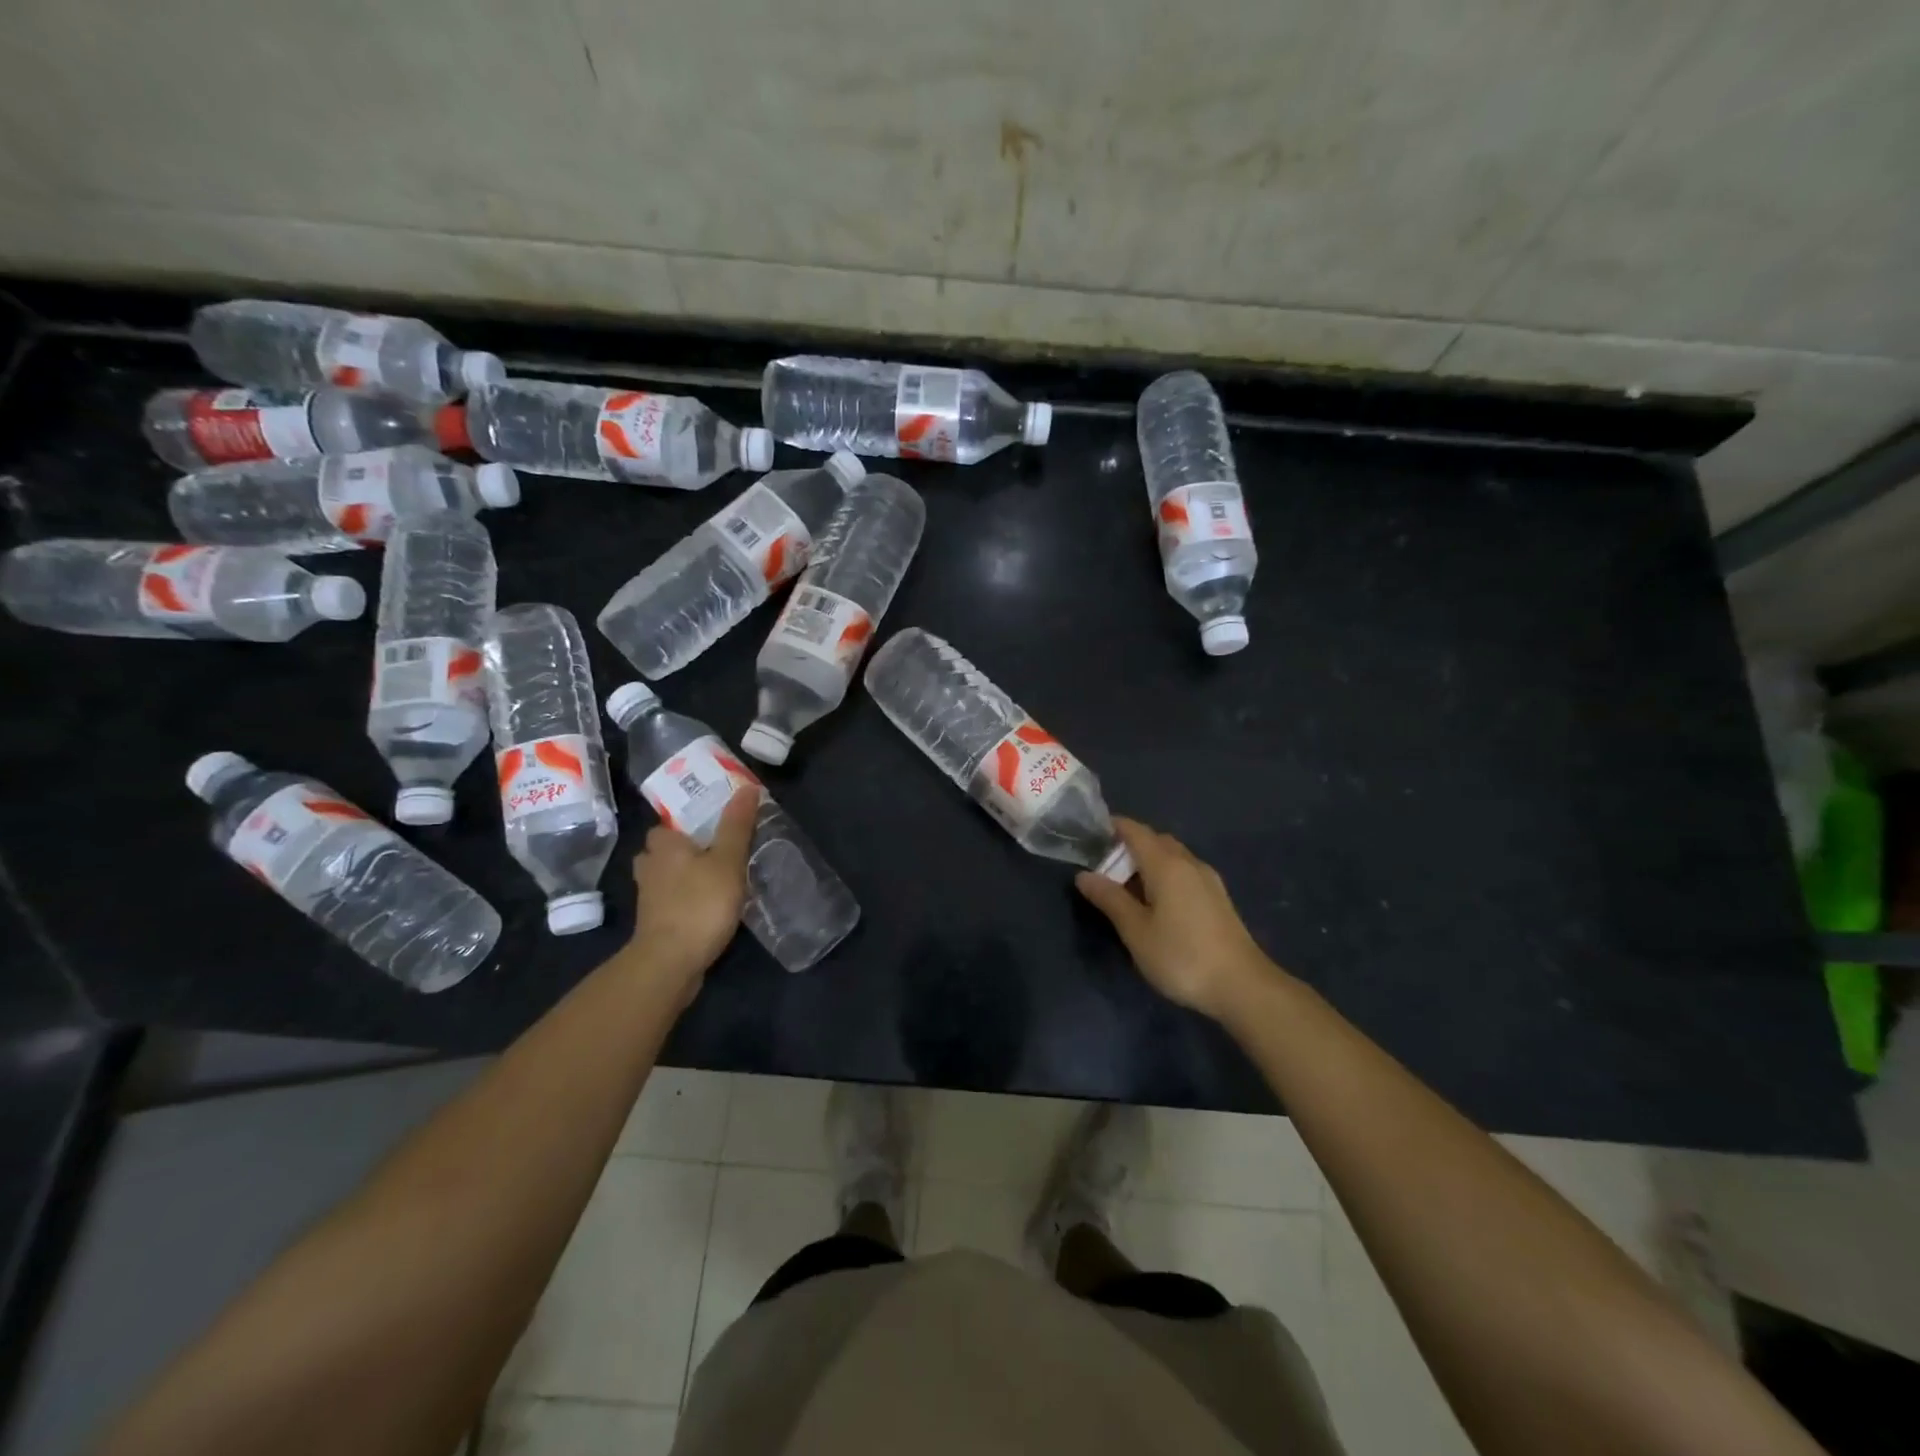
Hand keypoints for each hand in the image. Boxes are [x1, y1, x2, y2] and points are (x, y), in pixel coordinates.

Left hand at [629, 788, 757, 998]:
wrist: (670, 963)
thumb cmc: (700, 904)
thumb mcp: (727, 861)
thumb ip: (736, 825)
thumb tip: (746, 786)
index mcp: (663, 846)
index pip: (665, 824)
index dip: (685, 824)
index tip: (710, 827)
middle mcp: (649, 867)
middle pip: (663, 851)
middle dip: (683, 851)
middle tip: (715, 852)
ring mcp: (648, 898)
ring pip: (665, 877)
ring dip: (683, 876)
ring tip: (715, 878)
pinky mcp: (654, 924)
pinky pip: (670, 901)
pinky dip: (684, 900)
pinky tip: (707, 906)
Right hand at [1076, 817, 1276, 1020]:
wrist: (1243, 986)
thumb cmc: (1181, 956)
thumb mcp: (1136, 931)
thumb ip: (1110, 899)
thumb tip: (1084, 875)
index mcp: (1167, 865)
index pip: (1135, 831)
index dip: (1112, 827)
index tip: (1090, 833)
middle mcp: (1189, 863)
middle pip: (1155, 840)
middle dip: (1129, 845)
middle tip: (1103, 865)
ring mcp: (1208, 880)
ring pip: (1172, 856)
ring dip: (1148, 861)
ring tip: (1125, 886)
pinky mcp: (1218, 898)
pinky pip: (1184, 872)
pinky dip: (1165, 875)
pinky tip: (1156, 902)